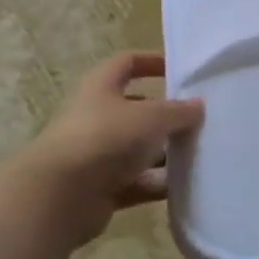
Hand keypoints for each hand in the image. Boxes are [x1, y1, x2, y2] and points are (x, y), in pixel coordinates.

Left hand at [15, 52, 203, 247]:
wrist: (60, 196)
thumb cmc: (106, 138)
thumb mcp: (151, 117)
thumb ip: (178, 111)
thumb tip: (198, 105)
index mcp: (100, 87)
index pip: (126, 63)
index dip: (151, 62)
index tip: (180, 70)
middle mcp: (96, 117)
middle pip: (136, 110)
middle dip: (166, 115)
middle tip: (198, 119)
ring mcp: (97, 155)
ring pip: (138, 149)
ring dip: (165, 153)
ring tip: (199, 154)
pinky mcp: (101, 188)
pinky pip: (137, 182)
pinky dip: (157, 184)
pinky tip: (184, 186)